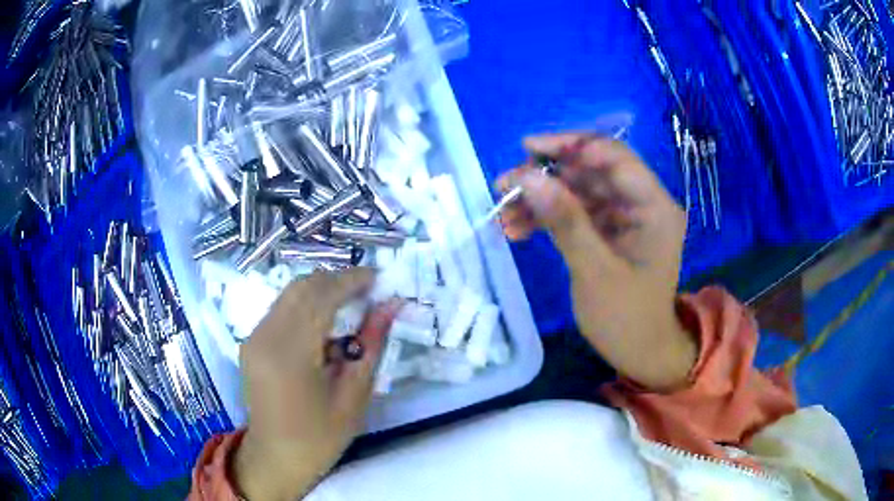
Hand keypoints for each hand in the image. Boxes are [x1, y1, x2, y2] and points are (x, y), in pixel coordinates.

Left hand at [234, 269, 400, 500]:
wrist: (275, 458)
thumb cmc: (319, 438)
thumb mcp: (353, 397)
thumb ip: (370, 346)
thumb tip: (390, 306)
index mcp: (289, 353)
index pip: (321, 296)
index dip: (352, 280)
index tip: (380, 278)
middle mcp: (264, 335)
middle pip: (302, 286)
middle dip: (338, 281)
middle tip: (369, 292)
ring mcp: (253, 337)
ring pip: (290, 294)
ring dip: (322, 291)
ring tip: (352, 306)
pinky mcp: (251, 341)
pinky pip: (281, 309)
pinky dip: (307, 305)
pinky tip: (326, 325)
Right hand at [498, 133, 695, 390]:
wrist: (640, 354)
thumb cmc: (626, 319)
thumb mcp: (595, 271)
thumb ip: (565, 221)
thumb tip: (528, 177)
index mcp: (654, 207)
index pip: (614, 157)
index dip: (572, 145)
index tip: (528, 149)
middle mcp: (641, 204)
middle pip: (591, 172)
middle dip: (546, 177)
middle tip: (504, 185)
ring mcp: (624, 218)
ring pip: (578, 192)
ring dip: (540, 199)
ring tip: (503, 213)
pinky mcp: (609, 232)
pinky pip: (576, 213)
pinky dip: (547, 218)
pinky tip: (517, 228)